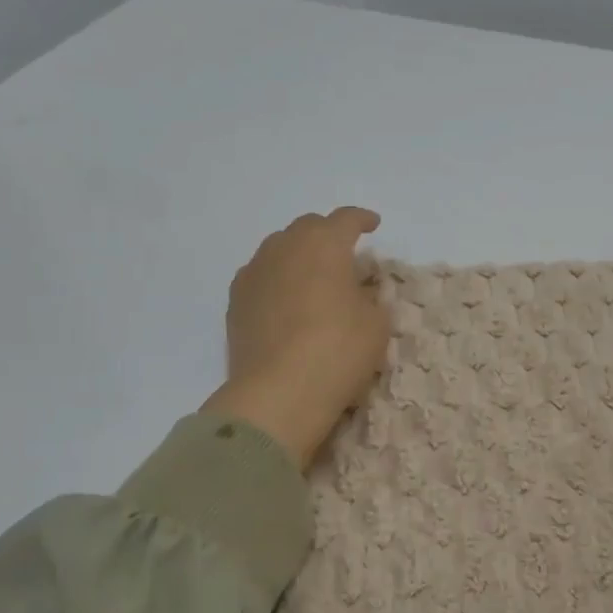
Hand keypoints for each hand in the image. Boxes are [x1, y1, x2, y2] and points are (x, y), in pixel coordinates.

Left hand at [203, 207, 390, 470]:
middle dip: (327, 234)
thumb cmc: (338, 351)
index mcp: (325, 245)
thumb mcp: (376, 324)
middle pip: (308, 227)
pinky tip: (284, 298)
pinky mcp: (235, 301)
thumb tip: (360, 291)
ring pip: (279, 249)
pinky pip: (261, 276)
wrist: (278, 393)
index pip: (346, 220)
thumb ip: (371, 298)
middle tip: (343, 252)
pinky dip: (277, 279)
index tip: (373, 224)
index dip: (362, 219)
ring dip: (299, 254)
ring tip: (312, 275)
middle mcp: (285, 248)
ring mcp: (255, 272)